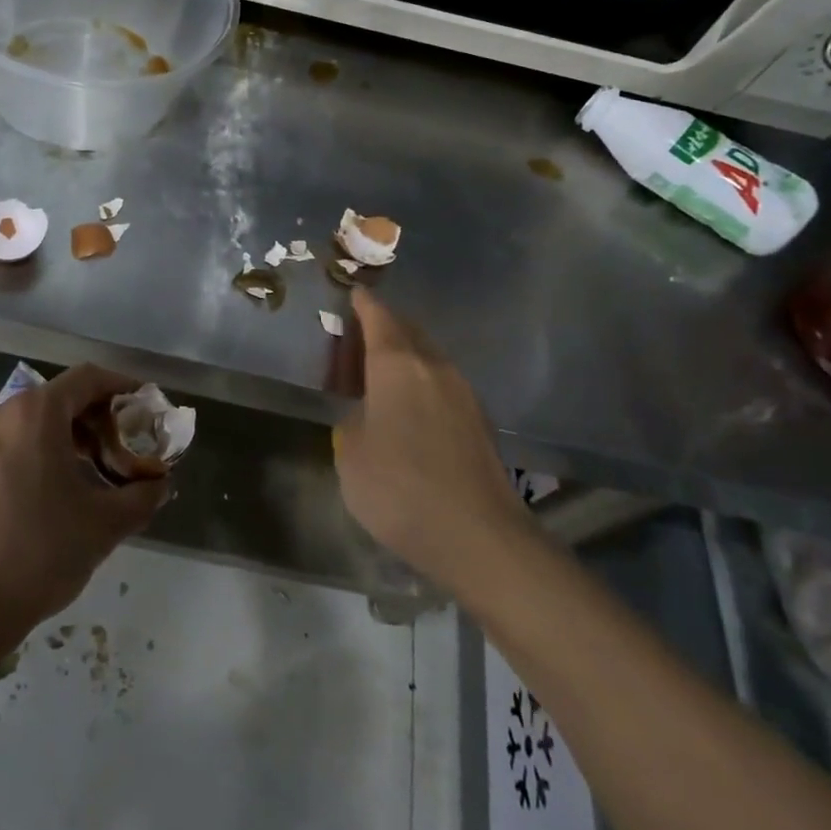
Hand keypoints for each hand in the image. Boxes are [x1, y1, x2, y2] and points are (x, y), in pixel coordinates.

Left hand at [0, 365, 166, 637]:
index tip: (144, 407)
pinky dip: (35, 454)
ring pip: (31, 423)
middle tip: (121, 452)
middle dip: (95, 420)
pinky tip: (49, 495)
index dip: (121, 387)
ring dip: (65, 439)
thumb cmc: (38, 554)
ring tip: (89, 477)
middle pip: (58, 399)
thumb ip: (142, 495)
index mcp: (35, 414)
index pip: (87, 378)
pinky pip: (7, 445)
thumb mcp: (105, 524)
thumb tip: (159, 484)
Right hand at [333, 290, 526, 592]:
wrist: (478, 535)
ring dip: (405, 356)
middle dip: (385, 326)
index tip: (354, 294)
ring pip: (428, 357)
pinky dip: (421, 382)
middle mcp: (434, 367)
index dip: (364, 305)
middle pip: (408, 331)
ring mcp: (463, 393)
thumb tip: (366, 414)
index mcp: (397, 365)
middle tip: (361, 336)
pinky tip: (410, 408)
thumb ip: (352, 422)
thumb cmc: (400, 488)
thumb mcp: (351, 455)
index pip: (379, 318)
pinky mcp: (479, 420)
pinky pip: (442, 383)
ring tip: (381, 373)